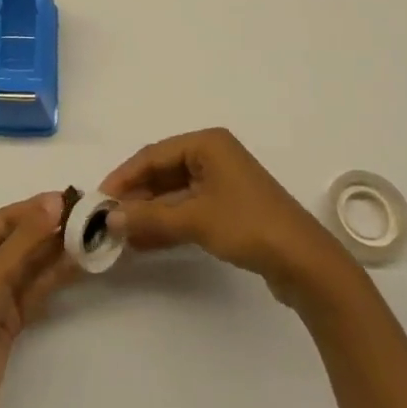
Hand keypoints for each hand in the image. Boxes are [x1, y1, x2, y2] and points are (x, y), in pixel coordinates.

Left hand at [0, 193, 72, 407]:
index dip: (38, 207)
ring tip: (90, 236)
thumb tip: (55, 200)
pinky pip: (35, 288)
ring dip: (57, 252)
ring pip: (31, 264)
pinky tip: (78, 264)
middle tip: (89, 217)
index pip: (8, 217)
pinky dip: (55, 276)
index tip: (73, 198)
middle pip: (21, 239)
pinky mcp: (10, 318)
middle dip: (51, 228)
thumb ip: (27, 237)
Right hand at [101, 128, 346, 305]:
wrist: (306, 263)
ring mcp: (222, 183)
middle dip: (136, 196)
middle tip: (108, 219)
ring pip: (174, 194)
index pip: (153, 155)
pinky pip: (188, 209)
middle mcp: (213, 156)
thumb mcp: (195, 220)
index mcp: (206, 144)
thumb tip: (110, 218)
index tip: (100, 198)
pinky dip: (168, 223)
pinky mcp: (229, 209)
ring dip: (150, 213)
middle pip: (163, 173)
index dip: (124, 177)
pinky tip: (145, 242)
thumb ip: (150, 218)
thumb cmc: (248, 225)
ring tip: (122, 234)